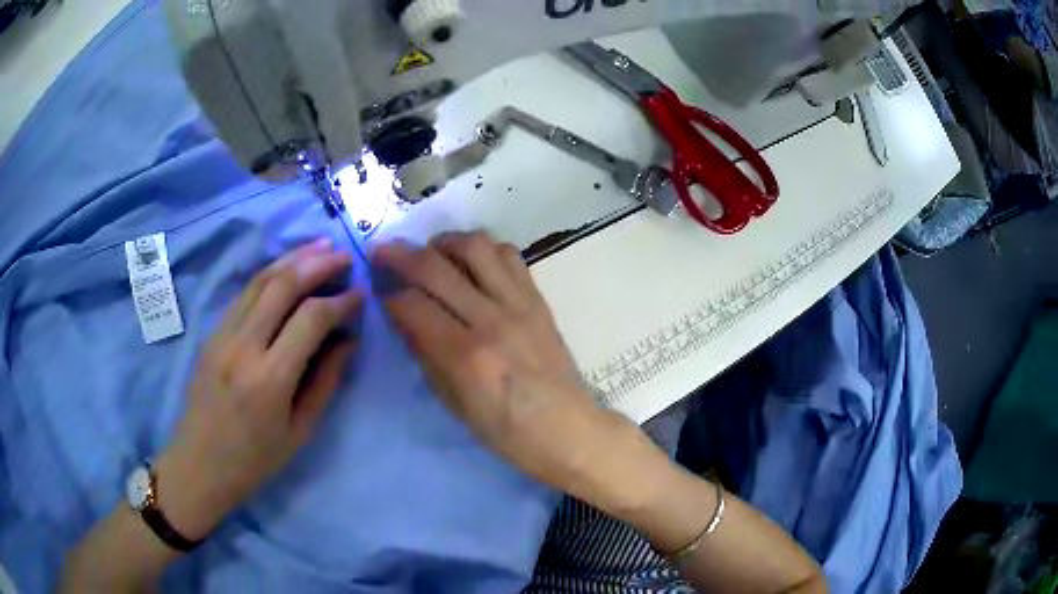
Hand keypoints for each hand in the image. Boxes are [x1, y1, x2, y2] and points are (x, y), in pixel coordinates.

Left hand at [156, 239, 361, 539]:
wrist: (199, 464)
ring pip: (259, 281)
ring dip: (292, 259)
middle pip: (282, 286)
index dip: (340, 301)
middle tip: (343, 256)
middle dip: (317, 264)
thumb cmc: (254, 460)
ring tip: (319, 247)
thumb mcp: (300, 432)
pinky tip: (286, 269)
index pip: (310, 319)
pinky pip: (243, 294)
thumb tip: (347, 341)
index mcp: (270, 379)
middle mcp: (243, 347)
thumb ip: (325, 382)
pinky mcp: (211, 333)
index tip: (360, 294)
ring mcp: (222, 335)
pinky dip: (269, 275)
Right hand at [374, 232, 621, 496]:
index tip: (378, 293)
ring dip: (444, 242)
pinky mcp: (538, 299)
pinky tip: (471, 264)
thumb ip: (427, 357)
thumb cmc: (507, 431)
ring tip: (431, 253)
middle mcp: (491, 320)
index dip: (388, 296)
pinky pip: (509, 255)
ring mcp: (519, 304)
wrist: (567, 429)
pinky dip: (484, 250)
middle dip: (400, 255)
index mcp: (466, 357)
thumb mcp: (455, 405)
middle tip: (382, 251)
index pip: (412, 306)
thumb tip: (404, 319)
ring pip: (475, 246)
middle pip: (436, 267)